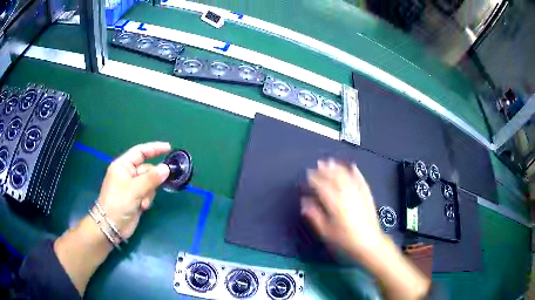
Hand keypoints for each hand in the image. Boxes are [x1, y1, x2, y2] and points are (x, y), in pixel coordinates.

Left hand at [96, 141, 170, 239]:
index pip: (140, 152)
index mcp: (123, 165)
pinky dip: (147, 199)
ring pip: (149, 183)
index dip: (154, 148)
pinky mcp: (136, 197)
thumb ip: (151, 178)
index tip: (169, 148)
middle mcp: (128, 173)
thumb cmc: (118, 202)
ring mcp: (132, 186)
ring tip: (143, 203)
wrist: (111, 226)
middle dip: (152, 180)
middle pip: (147, 169)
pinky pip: (148, 193)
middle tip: (157, 185)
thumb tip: (166, 168)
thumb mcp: (135, 189)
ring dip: (149, 193)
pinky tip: (142, 207)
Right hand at [302, 159, 430, 299]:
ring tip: (330, 162)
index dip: (314, 179)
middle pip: (335, 177)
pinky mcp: (367, 196)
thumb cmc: (345, 240)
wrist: (369, 243)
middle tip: (317, 165)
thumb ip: (315, 215)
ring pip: (347, 176)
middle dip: (325, 170)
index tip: (308, 175)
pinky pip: (361, 180)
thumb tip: (304, 202)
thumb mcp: (326, 232)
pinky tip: (353, 166)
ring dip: (338, 168)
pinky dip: (356, 172)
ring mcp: (359, 194)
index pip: (322, 186)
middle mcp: (347, 194)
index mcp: (335, 203)